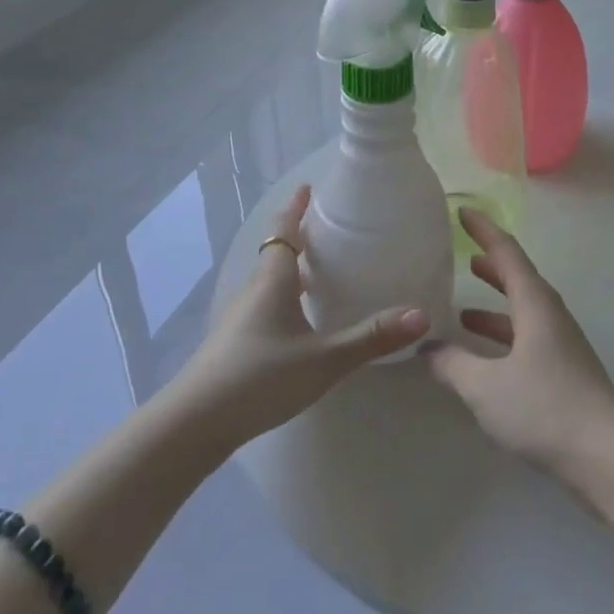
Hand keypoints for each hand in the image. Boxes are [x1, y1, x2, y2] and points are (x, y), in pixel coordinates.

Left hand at [177, 185, 429, 449]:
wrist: (193, 425)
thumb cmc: (259, 378)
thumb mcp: (323, 359)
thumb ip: (370, 338)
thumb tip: (421, 314)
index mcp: (272, 281)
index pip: (284, 231)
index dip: (296, 208)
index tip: (309, 187)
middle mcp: (254, 291)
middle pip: (277, 254)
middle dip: (301, 238)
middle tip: (331, 230)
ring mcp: (241, 319)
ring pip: (271, 282)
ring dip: (293, 271)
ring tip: (323, 274)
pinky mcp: (236, 345)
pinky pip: (267, 306)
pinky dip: (287, 299)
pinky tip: (302, 322)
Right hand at [425, 208, 613, 486]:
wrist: (606, 456)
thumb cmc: (545, 407)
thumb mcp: (486, 386)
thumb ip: (452, 364)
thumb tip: (426, 347)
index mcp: (535, 302)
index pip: (506, 252)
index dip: (483, 230)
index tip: (462, 211)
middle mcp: (550, 314)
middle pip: (517, 279)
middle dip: (490, 266)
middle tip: (461, 257)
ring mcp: (560, 343)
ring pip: (522, 312)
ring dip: (494, 307)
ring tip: (462, 310)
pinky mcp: (563, 371)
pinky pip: (526, 338)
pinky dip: (502, 338)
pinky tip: (482, 359)